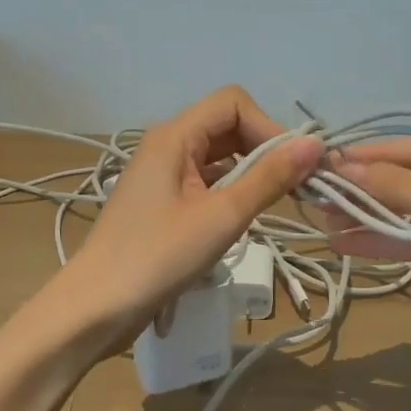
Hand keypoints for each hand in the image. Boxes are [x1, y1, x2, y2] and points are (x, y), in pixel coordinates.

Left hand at [46, 86, 320, 337]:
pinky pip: (206, 181)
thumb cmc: (158, 257)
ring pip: (219, 156)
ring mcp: (162, 174)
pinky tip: (245, 217)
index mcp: (174, 136)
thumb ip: (269, 178)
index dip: (268, 127)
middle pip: (227, 126)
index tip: (293, 166)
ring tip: (276, 204)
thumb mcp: (222, 216)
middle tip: (295, 188)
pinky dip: (231, 191)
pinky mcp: (163, 202)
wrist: (97, 306)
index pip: (234, 104)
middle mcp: (167, 145)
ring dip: (251, 172)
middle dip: (264, 149)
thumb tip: (314, 144)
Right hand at [323, 126, 410, 330]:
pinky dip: (393, 241)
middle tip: (312, 202)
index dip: (360, 159)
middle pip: (404, 177)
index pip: (405, 147)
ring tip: (323, 224)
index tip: (314, 169)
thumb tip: (345, 167)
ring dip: (372, 217)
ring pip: (410, 209)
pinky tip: (352, 245)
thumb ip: (404, 190)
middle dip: (362, 190)